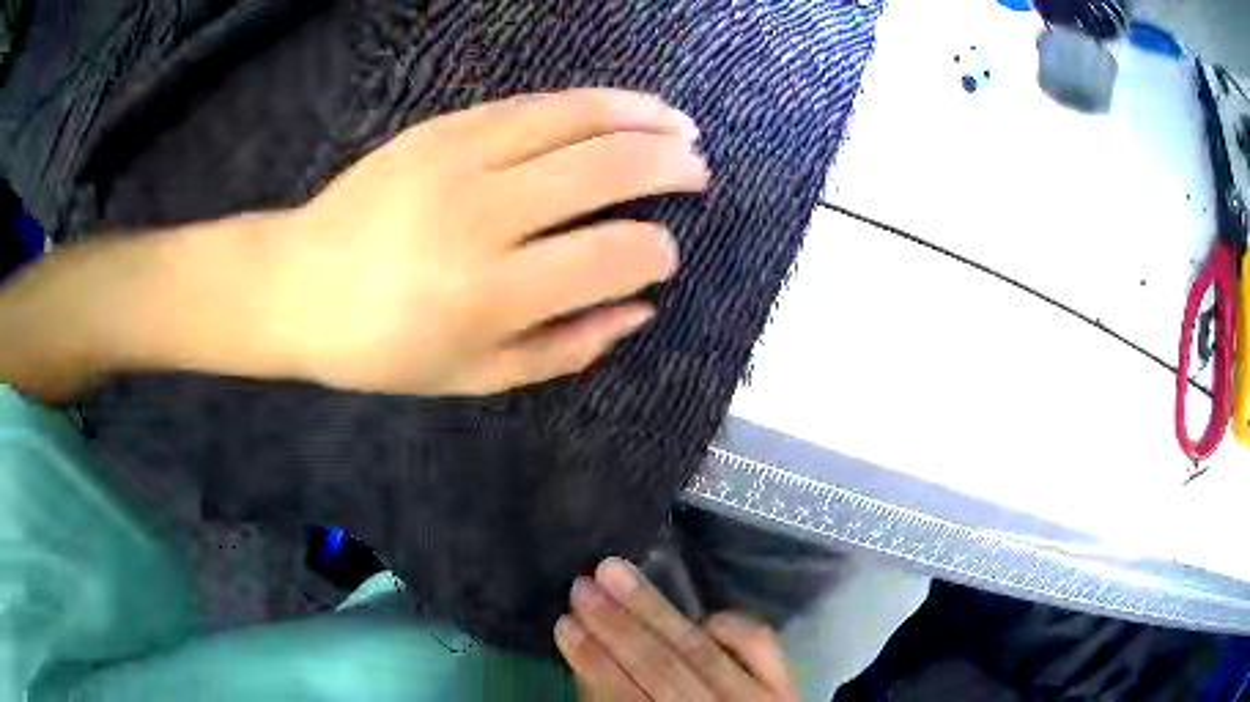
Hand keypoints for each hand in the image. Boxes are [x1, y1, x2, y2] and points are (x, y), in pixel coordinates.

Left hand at [267, 88, 707, 394]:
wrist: (297, 284)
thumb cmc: (381, 346)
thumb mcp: (475, 377)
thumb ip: (566, 348)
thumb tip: (640, 310)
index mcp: (489, 295)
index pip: (610, 256)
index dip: (656, 253)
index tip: (664, 255)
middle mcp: (480, 216)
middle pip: (606, 170)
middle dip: (670, 167)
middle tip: (698, 170)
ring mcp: (457, 159)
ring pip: (575, 119)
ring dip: (642, 117)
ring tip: (681, 125)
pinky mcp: (440, 127)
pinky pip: (531, 104)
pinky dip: (587, 103)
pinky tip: (617, 107)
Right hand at [556, 558, 797, 701]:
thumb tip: (590, 664)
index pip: (627, 698)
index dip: (594, 662)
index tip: (564, 625)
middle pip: (663, 668)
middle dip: (617, 626)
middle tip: (582, 587)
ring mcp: (758, 699)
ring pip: (700, 650)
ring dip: (653, 609)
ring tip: (615, 572)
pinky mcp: (785, 683)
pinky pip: (759, 643)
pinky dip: (729, 624)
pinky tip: (701, 614)